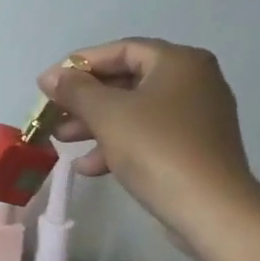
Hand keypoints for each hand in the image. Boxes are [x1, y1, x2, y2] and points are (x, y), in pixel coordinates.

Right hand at [39, 39, 259, 247]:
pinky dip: (118, 144)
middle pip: (126, 81)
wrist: (211, 210)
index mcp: (178, 62)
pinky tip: (90, 167)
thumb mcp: (107, 114)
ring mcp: (197, 116)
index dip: (79, 64)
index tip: (48, 84)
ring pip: (134, 111)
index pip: (120, 50)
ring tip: (62, 141)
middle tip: (53, 114)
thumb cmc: (156, 149)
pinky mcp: (194, 148)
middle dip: (84, 100)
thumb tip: (50, 76)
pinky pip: (148, 135)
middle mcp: (194, 81)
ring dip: (95, 124)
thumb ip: (75, 90)